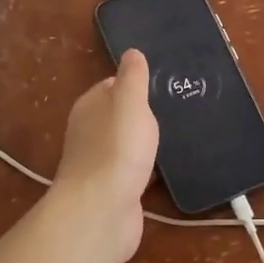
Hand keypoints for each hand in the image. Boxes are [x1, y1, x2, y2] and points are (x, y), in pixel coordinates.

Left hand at [51, 49, 159, 262]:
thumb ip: (133, 78)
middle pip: (117, 116)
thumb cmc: (117, 149)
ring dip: (143, 143)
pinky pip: (132, 171)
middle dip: (140, 114)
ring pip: (124, 144)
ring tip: (174, 137)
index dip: (133, 84)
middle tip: (173, 110)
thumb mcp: (130, 103)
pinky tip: (164, 170)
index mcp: (90, 107)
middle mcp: (89, 133)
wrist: (102, 210)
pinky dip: (145, 168)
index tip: (160, 85)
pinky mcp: (112, 190)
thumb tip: (131, 52)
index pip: (111, 86)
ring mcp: (99, 164)